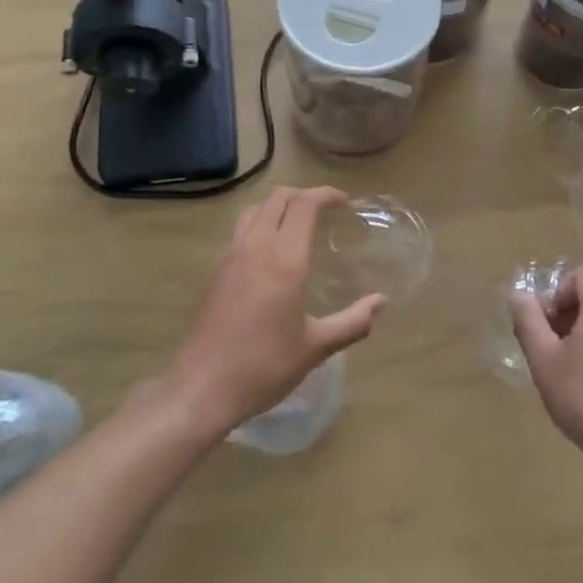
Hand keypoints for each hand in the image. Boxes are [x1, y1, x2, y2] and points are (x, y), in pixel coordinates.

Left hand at [167, 187, 384, 436]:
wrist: (202, 387)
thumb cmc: (264, 366)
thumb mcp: (316, 347)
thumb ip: (352, 322)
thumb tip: (380, 302)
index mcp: (285, 259)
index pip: (304, 205)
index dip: (325, 194)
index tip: (344, 201)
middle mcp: (256, 247)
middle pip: (278, 199)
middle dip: (303, 196)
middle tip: (324, 210)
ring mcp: (230, 257)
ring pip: (254, 211)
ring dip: (278, 207)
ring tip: (296, 225)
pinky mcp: (215, 272)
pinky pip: (240, 233)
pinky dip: (259, 226)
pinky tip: (269, 256)